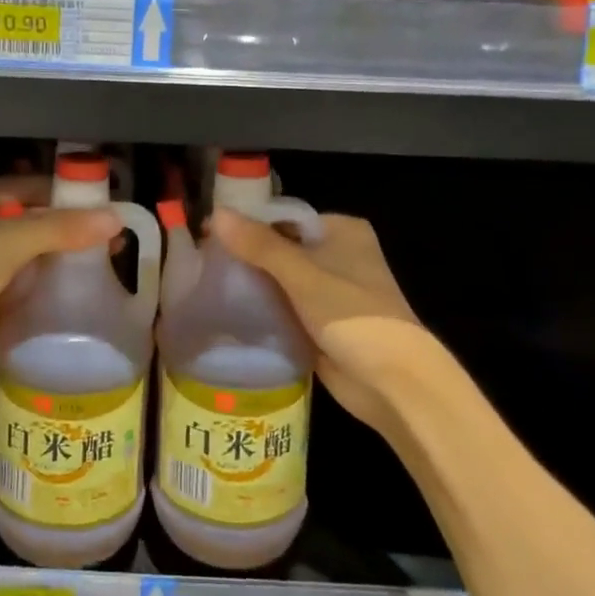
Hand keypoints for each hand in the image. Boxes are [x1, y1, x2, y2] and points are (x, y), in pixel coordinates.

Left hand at [0, 179, 120, 406]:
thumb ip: (62, 228)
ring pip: (34, 249)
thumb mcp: (10, 241)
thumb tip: (116, 218)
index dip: (69, 193)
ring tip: (110, 256)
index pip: (32, 185)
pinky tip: (84, 281)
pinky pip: (28, 277)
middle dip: (71, 226)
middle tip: (114, 234)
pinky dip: (51, 278)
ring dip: (64, 253)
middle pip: (35, 217)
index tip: (109, 202)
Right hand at [208, 209, 439, 443]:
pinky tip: (229, 309)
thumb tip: (215, 213)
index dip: (248, 223)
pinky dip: (263, 308)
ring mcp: (330, 291)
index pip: (284, 217)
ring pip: (281, 279)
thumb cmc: (352, 314)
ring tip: (207, 282)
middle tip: (202, 259)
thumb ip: (259, 244)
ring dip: (253, 283)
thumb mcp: (301, 273)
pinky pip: (285, 307)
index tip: (208, 232)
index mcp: (341, 231)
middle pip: (281, 247)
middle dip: (247, 254)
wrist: (391, 382)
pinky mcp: (322, 323)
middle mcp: (338, 255)